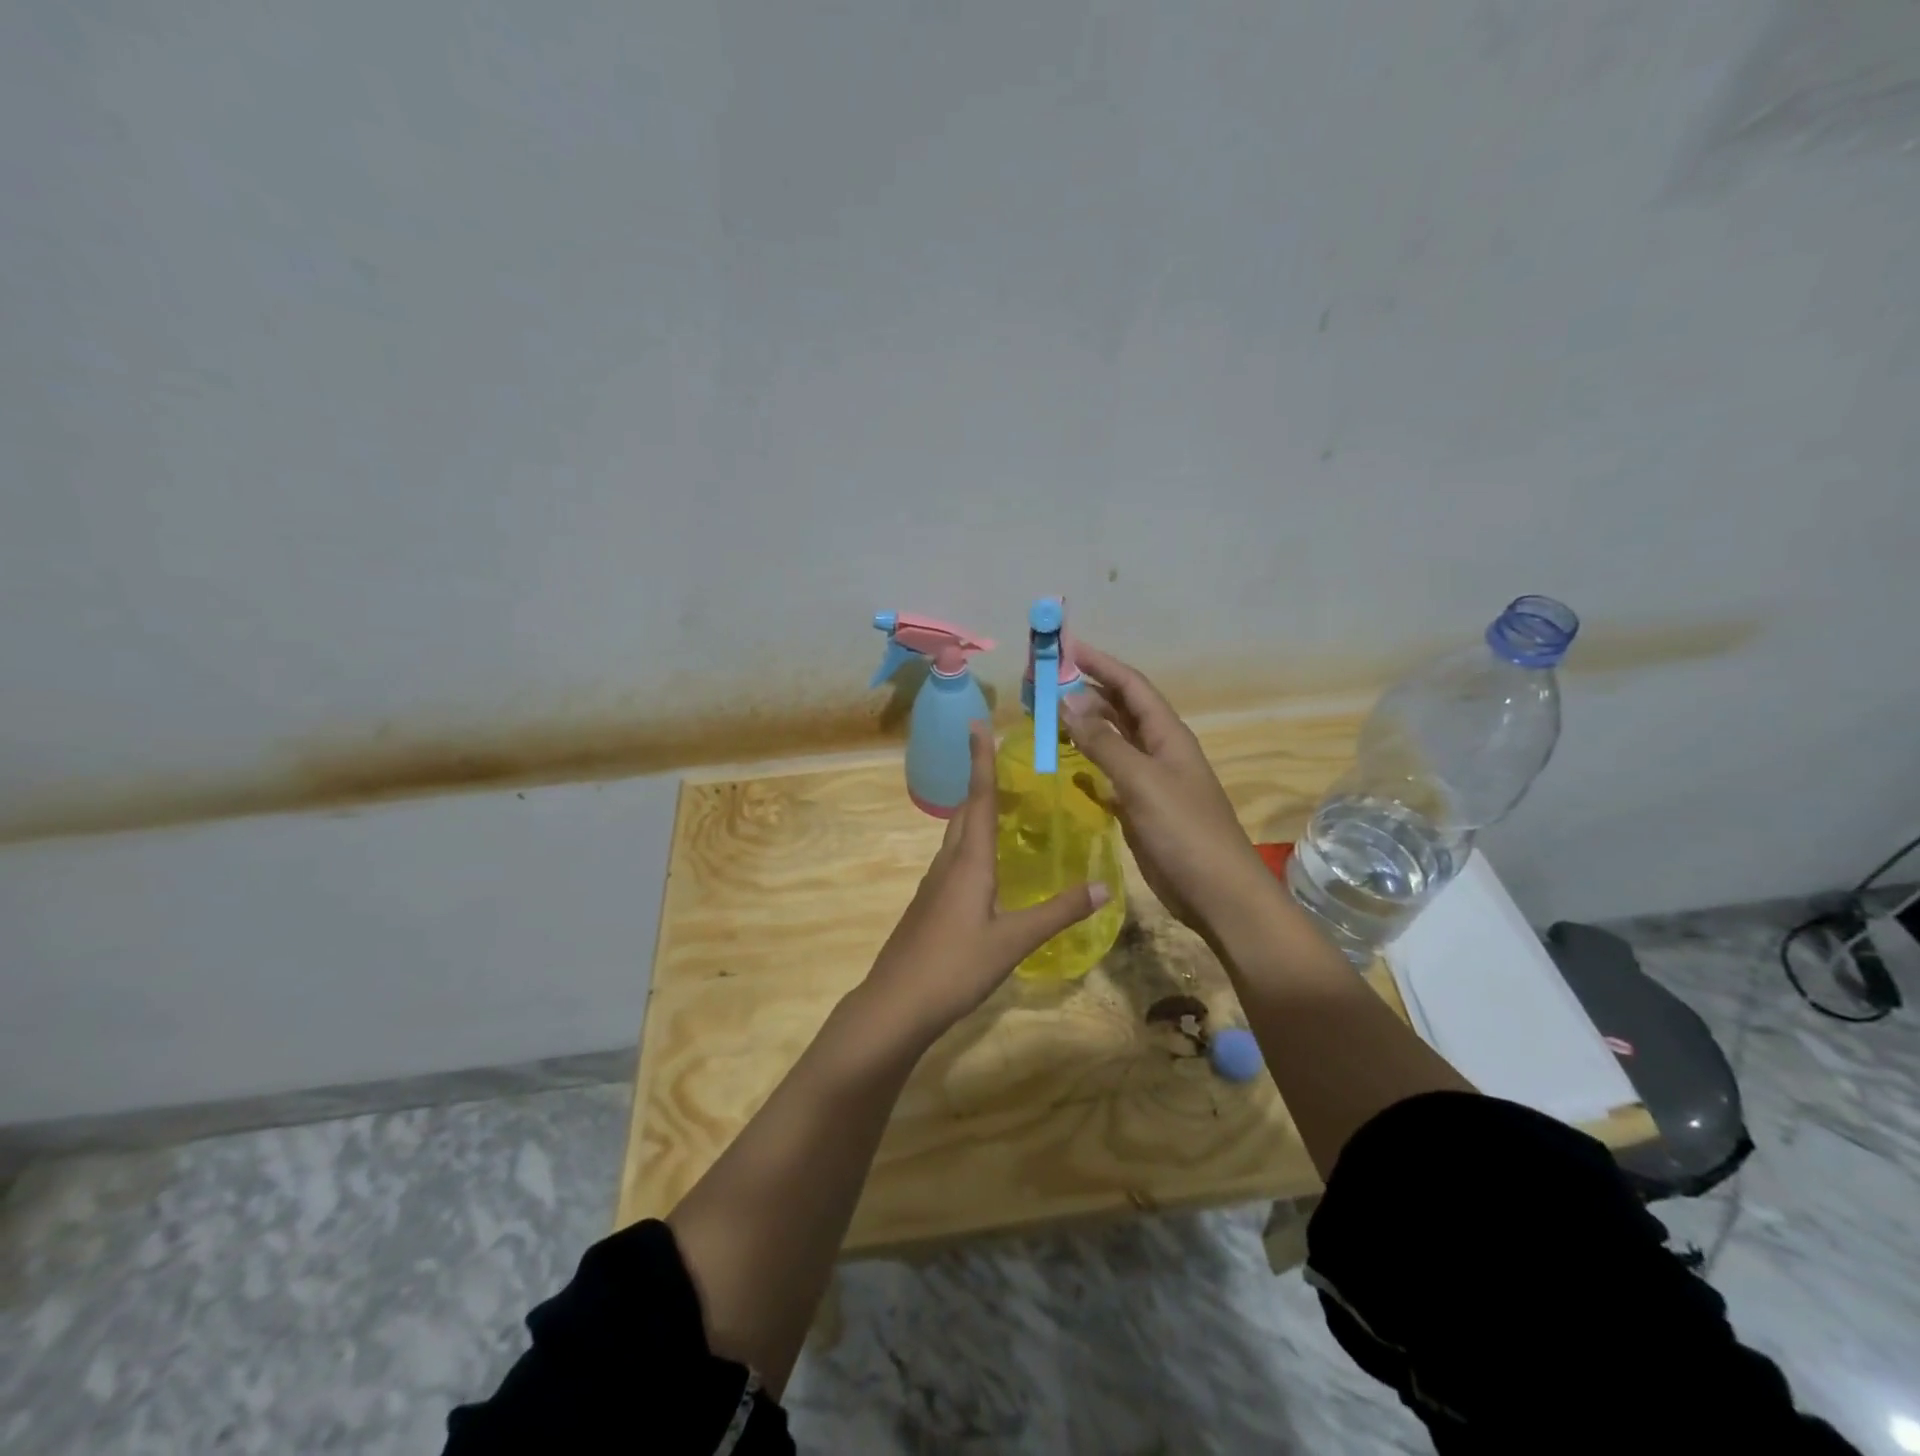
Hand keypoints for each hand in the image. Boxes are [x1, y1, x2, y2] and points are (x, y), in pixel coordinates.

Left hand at [861, 723, 1107, 1040]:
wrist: (896, 1003)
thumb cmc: (955, 965)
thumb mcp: (1014, 940)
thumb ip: (1058, 912)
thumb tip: (1104, 886)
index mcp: (968, 861)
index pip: (978, 798)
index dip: (981, 761)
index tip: (977, 724)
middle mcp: (948, 863)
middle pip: (964, 812)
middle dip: (982, 784)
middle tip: (1006, 765)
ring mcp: (933, 885)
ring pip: (956, 837)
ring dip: (976, 814)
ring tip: (1003, 809)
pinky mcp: (928, 905)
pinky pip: (953, 860)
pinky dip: (971, 845)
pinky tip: (986, 866)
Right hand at [1062, 642, 1271, 937]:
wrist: (1216, 893)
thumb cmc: (1184, 831)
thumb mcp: (1142, 781)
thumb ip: (1104, 742)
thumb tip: (1068, 700)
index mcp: (1167, 735)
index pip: (1131, 686)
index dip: (1100, 663)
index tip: (1064, 647)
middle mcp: (1158, 750)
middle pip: (1119, 709)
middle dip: (1084, 692)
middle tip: (1042, 684)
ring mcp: (1149, 780)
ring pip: (1112, 741)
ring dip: (1083, 727)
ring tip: (1045, 717)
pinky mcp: (1139, 808)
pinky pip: (1109, 775)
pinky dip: (1088, 765)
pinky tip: (1066, 765)